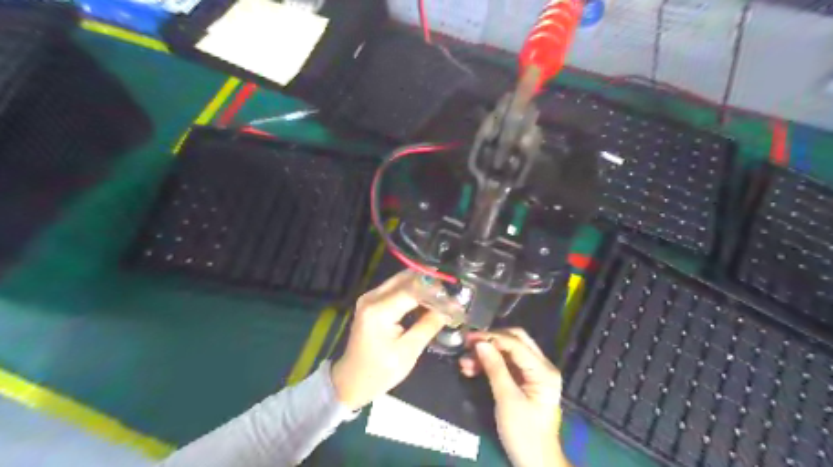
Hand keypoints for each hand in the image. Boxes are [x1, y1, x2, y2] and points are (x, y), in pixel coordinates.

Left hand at [330, 272, 449, 409]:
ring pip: (401, 280)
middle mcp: (372, 297)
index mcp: (379, 310)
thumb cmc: (379, 372)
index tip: (456, 296)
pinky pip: (396, 288)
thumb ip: (429, 325)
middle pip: (406, 279)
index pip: (413, 289)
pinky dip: (413, 291)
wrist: (350, 381)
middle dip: (430, 283)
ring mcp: (369, 297)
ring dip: (422, 285)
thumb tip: (451, 307)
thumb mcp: (408, 351)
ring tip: (444, 295)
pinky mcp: (371, 301)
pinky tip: (428, 299)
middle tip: (451, 292)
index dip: (436, 290)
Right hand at [458, 329, 569, 466]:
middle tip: (468, 344)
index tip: (469, 339)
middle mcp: (541, 366)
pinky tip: (472, 369)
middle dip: (490, 341)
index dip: (491, 338)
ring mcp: (533, 373)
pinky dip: (490, 364)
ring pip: (508, 352)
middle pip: (515, 341)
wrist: (536, 463)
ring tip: (465, 362)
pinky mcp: (524, 381)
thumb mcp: (507, 400)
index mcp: (543, 370)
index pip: (516, 343)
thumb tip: (480, 343)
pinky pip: (506, 364)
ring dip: (487, 354)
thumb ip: (495, 368)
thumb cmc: (524, 433)